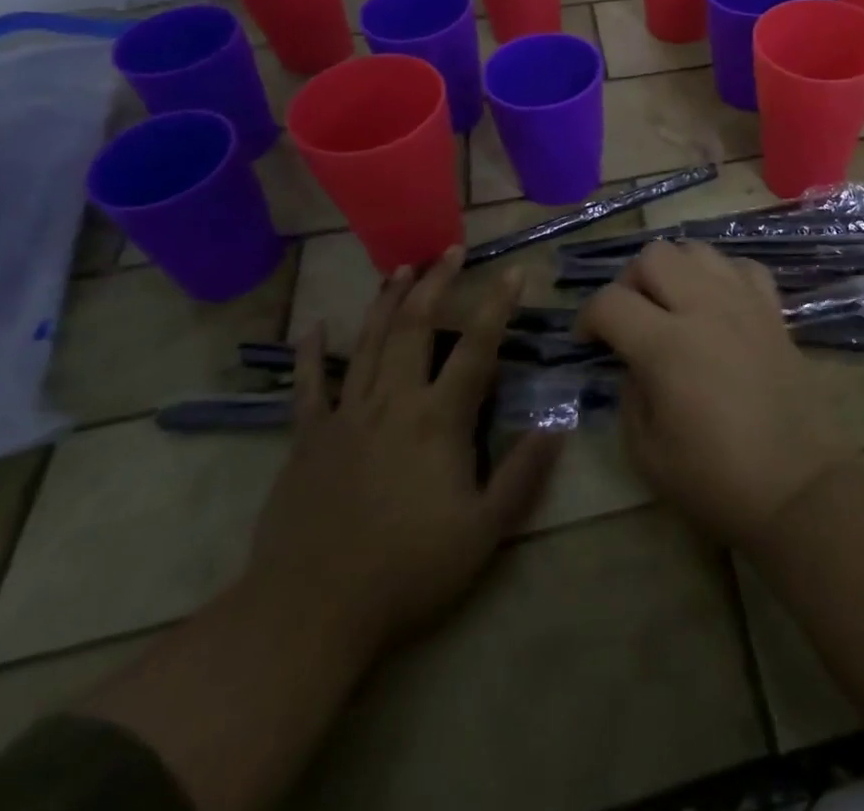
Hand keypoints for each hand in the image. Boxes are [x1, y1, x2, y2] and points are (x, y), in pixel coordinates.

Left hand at [245, 247, 560, 650]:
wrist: (310, 612)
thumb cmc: (408, 571)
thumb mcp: (484, 532)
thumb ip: (523, 474)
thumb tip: (557, 423)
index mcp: (439, 420)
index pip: (477, 347)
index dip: (497, 305)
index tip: (514, 271)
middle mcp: (394, 402)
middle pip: (417, 328)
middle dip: (436, 283)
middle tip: (450, 251)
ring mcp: (346, 416)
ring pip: (369, 343)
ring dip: (387, 302)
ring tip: (401, 268)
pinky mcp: (307, 438)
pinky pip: (308, 385)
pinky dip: (310, 353)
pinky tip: (315, 326)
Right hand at [577, 240, 855, 546]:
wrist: (798, 488)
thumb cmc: (717, 480)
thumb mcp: (647, 453)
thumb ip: (629, 395)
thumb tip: (634, 362)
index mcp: (666, 345)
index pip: (610, 301)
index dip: (588, 317)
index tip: (588, 341)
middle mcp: (704, 308)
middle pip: (654, 256)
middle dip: (630, 282)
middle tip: (630, 317)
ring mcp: (744, 303)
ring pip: (698, 250)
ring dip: (675, 270)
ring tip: (673, 306)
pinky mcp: (773, 311)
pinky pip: (742, 267)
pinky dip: (721, 276)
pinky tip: (718, 305)